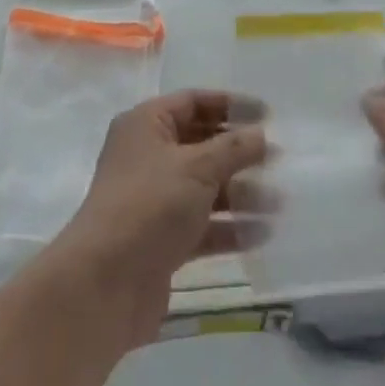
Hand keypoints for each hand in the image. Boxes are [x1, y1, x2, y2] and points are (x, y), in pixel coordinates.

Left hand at [50, 91, 267, 344]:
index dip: (230, 105)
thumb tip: (261, 134)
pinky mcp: (162, 239)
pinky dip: (228, 227)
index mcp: (146, 125)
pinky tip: (262, 234)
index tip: (268, 114)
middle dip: (239, 153)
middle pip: (200, 144)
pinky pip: (202, 224)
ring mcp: (154, 200)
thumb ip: (234, 148)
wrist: (105, 284)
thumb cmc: (150, 205)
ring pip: (204, 187)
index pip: (192, 102)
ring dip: (240, 193)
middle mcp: (147, 156)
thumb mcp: (197, 167)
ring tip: (279, 202)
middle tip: (278, 160)